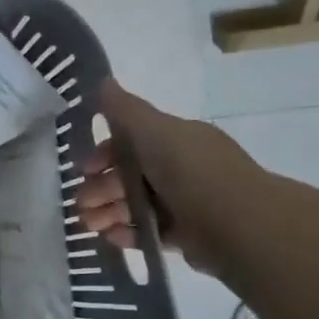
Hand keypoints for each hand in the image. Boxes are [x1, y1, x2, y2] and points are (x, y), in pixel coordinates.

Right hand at [76, 80, 261, 274]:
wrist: (237, 223)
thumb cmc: (191, 171)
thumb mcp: (153, 130)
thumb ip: (124, 110)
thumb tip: (103, 81)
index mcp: (176, 140)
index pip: (131, 143)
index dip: (103, 155)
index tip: (84, 170)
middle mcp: (180, 168)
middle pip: (128, 176)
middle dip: (99, 188)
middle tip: (80, 204)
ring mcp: (183, 202)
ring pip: (134, 205)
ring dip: (107, 212)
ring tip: (90, 226)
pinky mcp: (185, 235)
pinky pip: (148, 232)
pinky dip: (127, 233)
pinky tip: (111, 237)